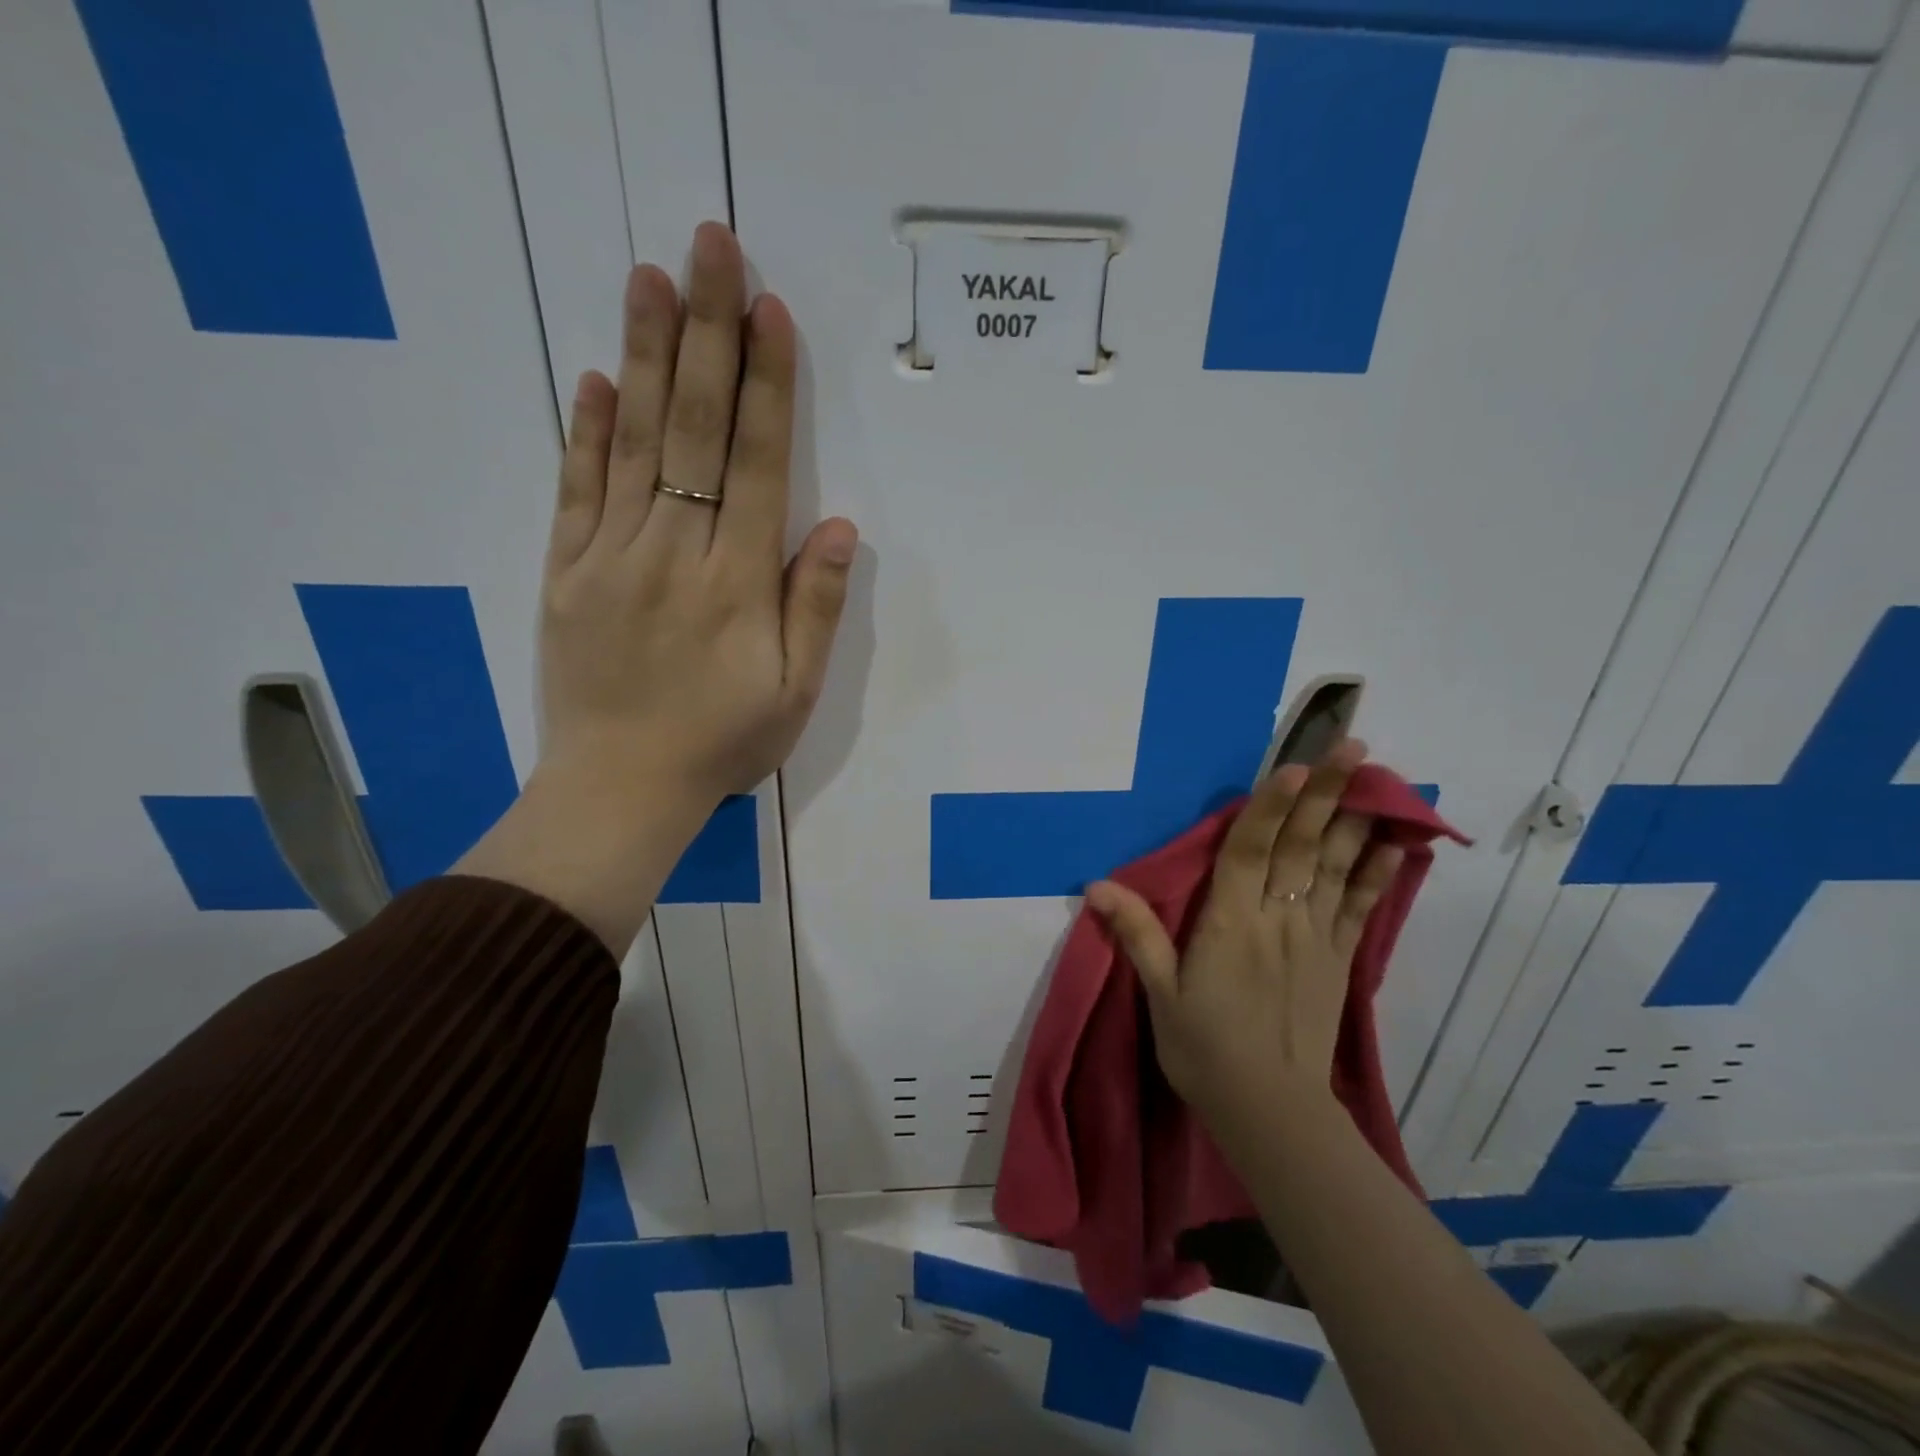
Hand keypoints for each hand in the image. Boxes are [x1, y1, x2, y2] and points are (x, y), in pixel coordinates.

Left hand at [539, 221, 856, 810]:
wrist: (618, 792)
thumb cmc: (721, 745)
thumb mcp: (794, 693)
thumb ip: (814, 607)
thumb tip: (839, 526)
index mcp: (736, 583)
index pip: (755, 463)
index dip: (766, 384)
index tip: (770, 311)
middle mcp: (673, 552)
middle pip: (693, 428)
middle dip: (708, 333)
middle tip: (712, 247)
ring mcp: (609, 557)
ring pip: (632, 442)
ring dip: (644, 354)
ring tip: (651, 277)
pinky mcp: (565, 573)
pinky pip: (575, 490)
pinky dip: (585, 431)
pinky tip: (594, 377)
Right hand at [1086, 740, 1402, 1130]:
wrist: (1271, 1112)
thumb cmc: (1205, 1049)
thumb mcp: (1160, 994)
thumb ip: (1137, 935)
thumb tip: (1097, 885)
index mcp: (1231, 924)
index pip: (1252, 852)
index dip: (1271, 807)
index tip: (1293, 765)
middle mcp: (1279, 920)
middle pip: (1303, 847)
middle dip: (1326, 793)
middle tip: (1353, 745)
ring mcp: (1316, 939)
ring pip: (1336, 868)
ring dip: (1355, 820)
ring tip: (1379, 777)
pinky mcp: (1338, 961)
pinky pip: (1360, 909)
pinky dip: (1378, 875)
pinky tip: (1397, 846)